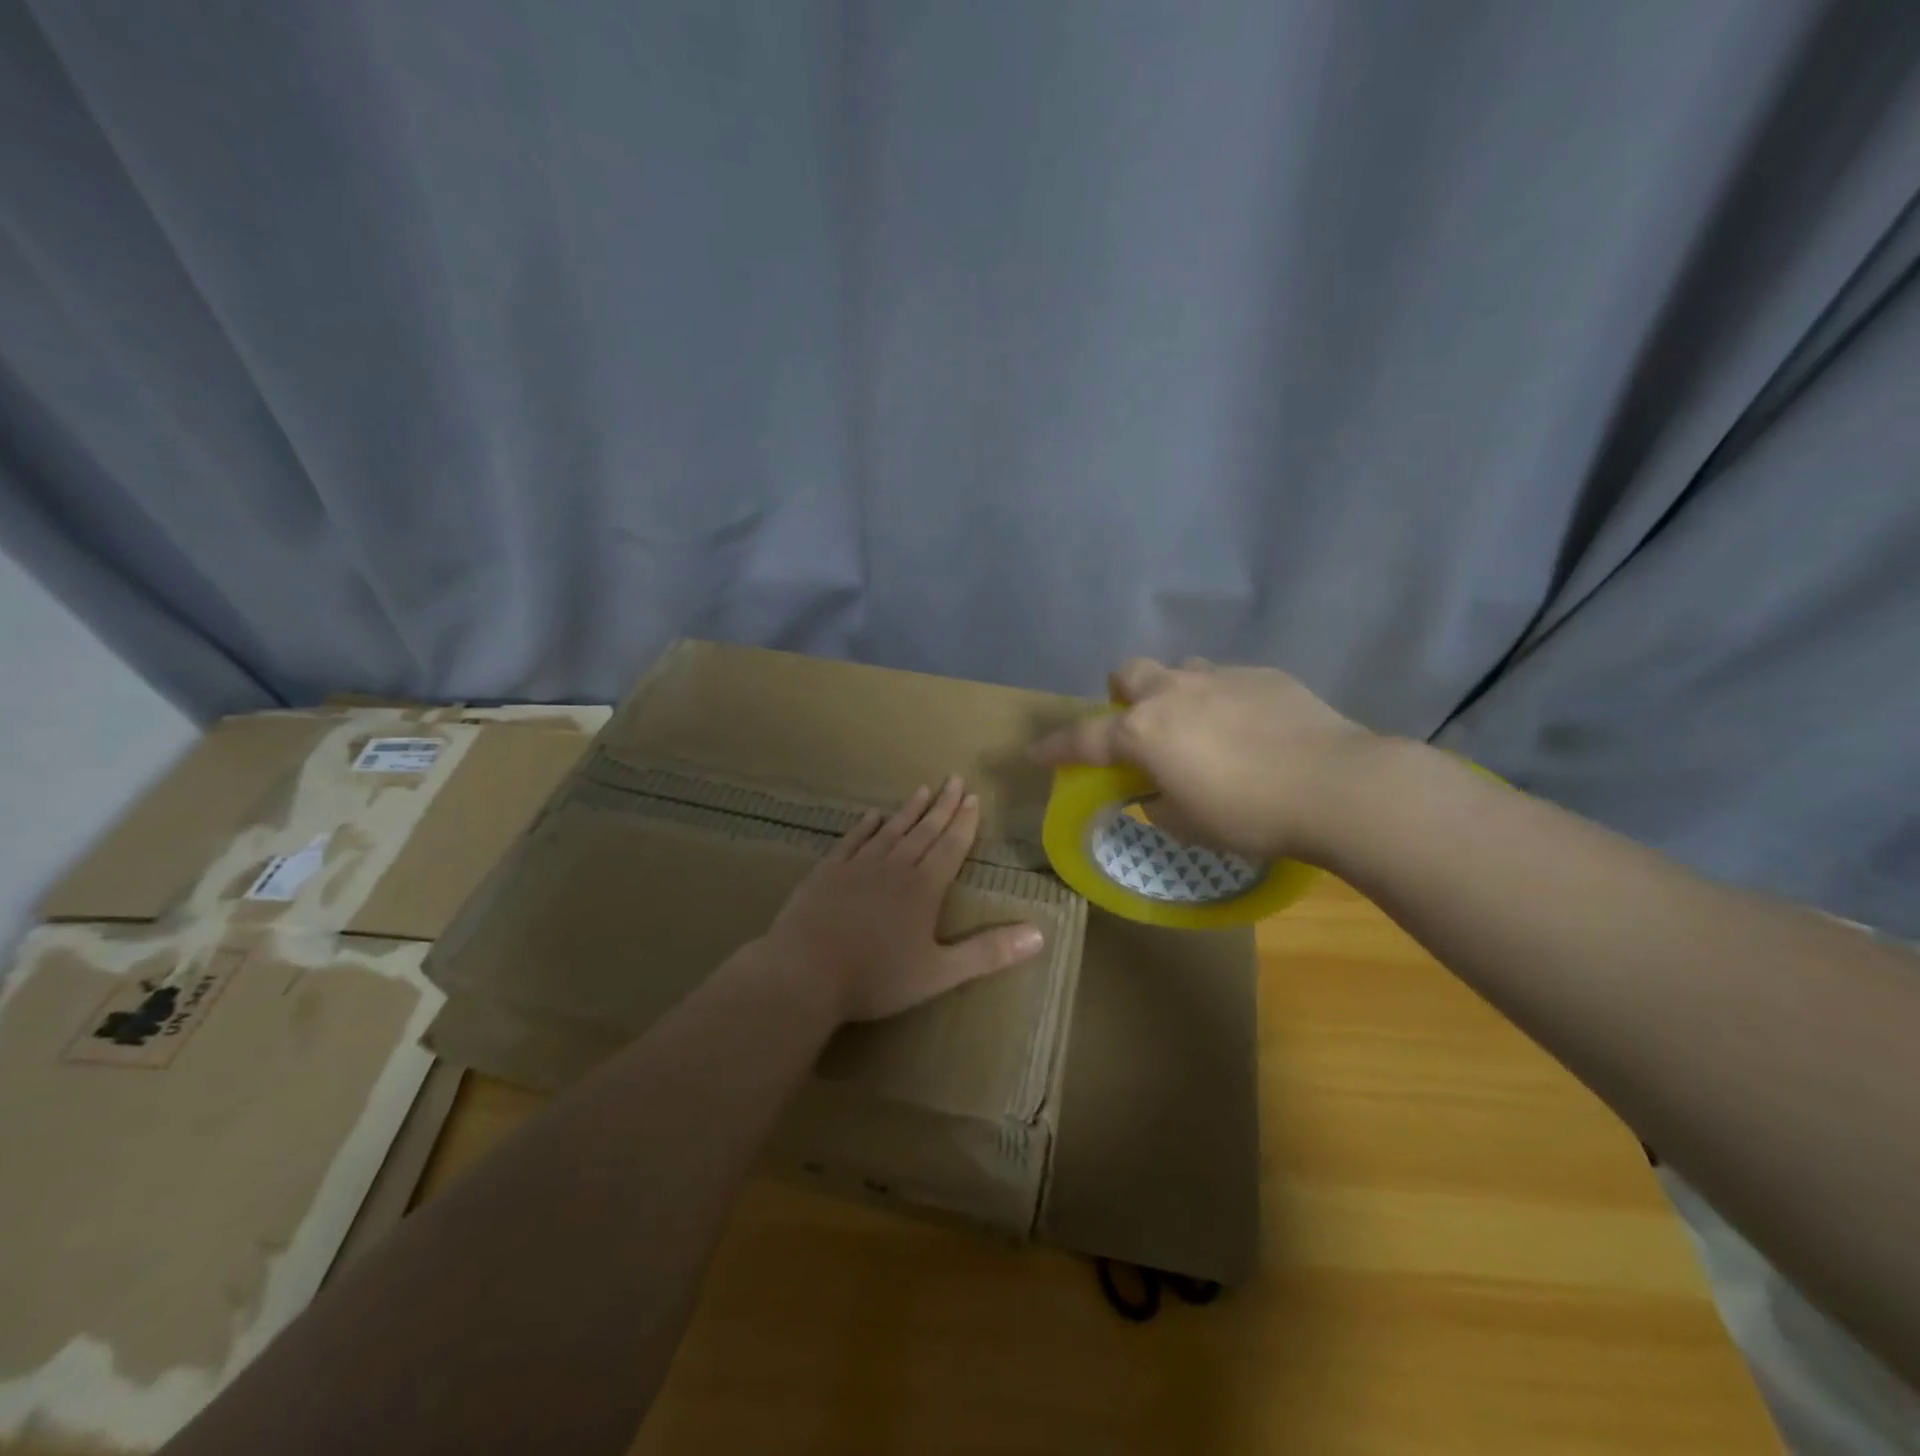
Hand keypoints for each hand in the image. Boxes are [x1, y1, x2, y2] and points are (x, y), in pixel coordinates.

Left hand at [761, 777, 1045, 1022]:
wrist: (804, 972)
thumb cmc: (876, 977)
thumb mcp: (940, 973)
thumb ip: (988, 953)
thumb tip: (1040, 934)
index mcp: (924, 888)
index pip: (951, 846)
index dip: (964, 823)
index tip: (973, 798)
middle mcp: (894, 867)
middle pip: (924, 830)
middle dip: (942, 806)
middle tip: (955, 779)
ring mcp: (858, 866)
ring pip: (891, 830)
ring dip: (909, 810)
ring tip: (922, 789)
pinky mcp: (827, 872)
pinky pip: (852, 841)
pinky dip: (864, 826)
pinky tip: (871, 816)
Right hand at [1029, 657, 1373, 863]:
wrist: (1336, 785)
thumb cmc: (1249, 814)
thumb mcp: (1189, 824)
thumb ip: (1160, 801)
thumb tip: (1159, 790)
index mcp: (1144, 733)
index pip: (1083, 738)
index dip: (1056, 748)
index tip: (1037, 753)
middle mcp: (1173, 694)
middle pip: (1129, 674)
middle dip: (1123, 696)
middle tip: (1140, 727)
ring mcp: (1220, 677)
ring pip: (1180, 669)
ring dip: (1176, 693)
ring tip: (1199, 725)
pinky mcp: (1264, 675)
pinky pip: (1228, 680)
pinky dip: (1224, 701)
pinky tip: (1252, 729)